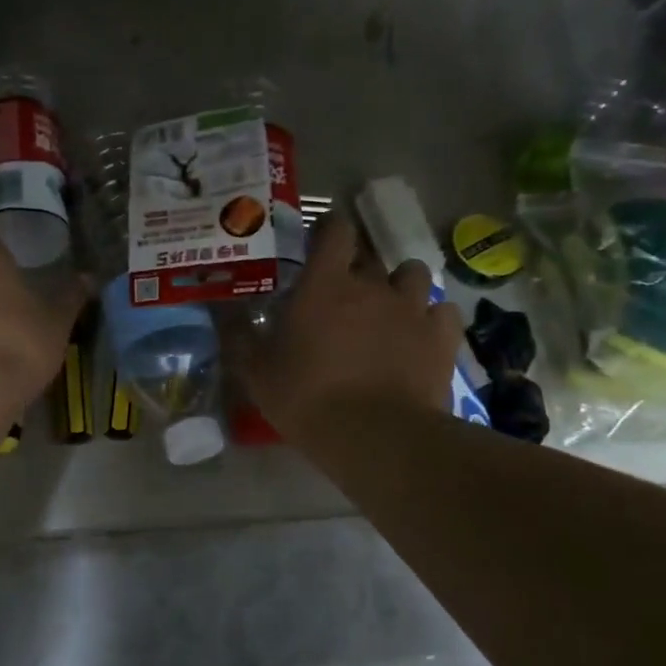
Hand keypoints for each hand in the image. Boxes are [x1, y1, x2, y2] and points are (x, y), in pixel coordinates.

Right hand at [229, 215, 462, 440]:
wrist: (374, 436)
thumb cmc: (306, 398)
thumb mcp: (256, 371)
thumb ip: (238, 335)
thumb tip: (223, 310)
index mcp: (325, 284)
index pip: (335, 230)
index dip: (330, 230)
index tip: (321, 243)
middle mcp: (372, 285)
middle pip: (371, 256)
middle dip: (359, 269)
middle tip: (344, 296)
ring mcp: (412, 308)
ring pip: (413, 275)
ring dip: (400, 286)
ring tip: (389, 310)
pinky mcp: (442, 337)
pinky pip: (442, 311)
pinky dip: (432, 318)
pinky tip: (420, 337)